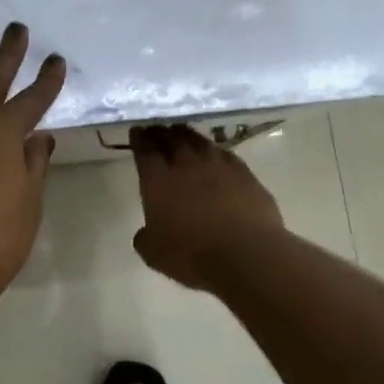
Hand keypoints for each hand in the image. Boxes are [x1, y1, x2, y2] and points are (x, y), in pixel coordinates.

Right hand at [130, 125, 284, 290]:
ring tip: (181, 133)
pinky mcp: (244, 172)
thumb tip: (145, 233)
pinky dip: (214, 150)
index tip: (137, 131)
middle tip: (156, 129)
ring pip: (198, 140)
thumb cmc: (193, 255)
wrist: (247, 253)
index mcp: (158, 180)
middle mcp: (186, 164)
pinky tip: (214, 153)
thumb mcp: (155, 254)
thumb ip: (145, 238)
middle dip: (160, 132)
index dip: (139, 139)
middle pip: (170, 139)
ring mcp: (217, 165)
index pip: (145, 150)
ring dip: (186, 135)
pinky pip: (224, 153)